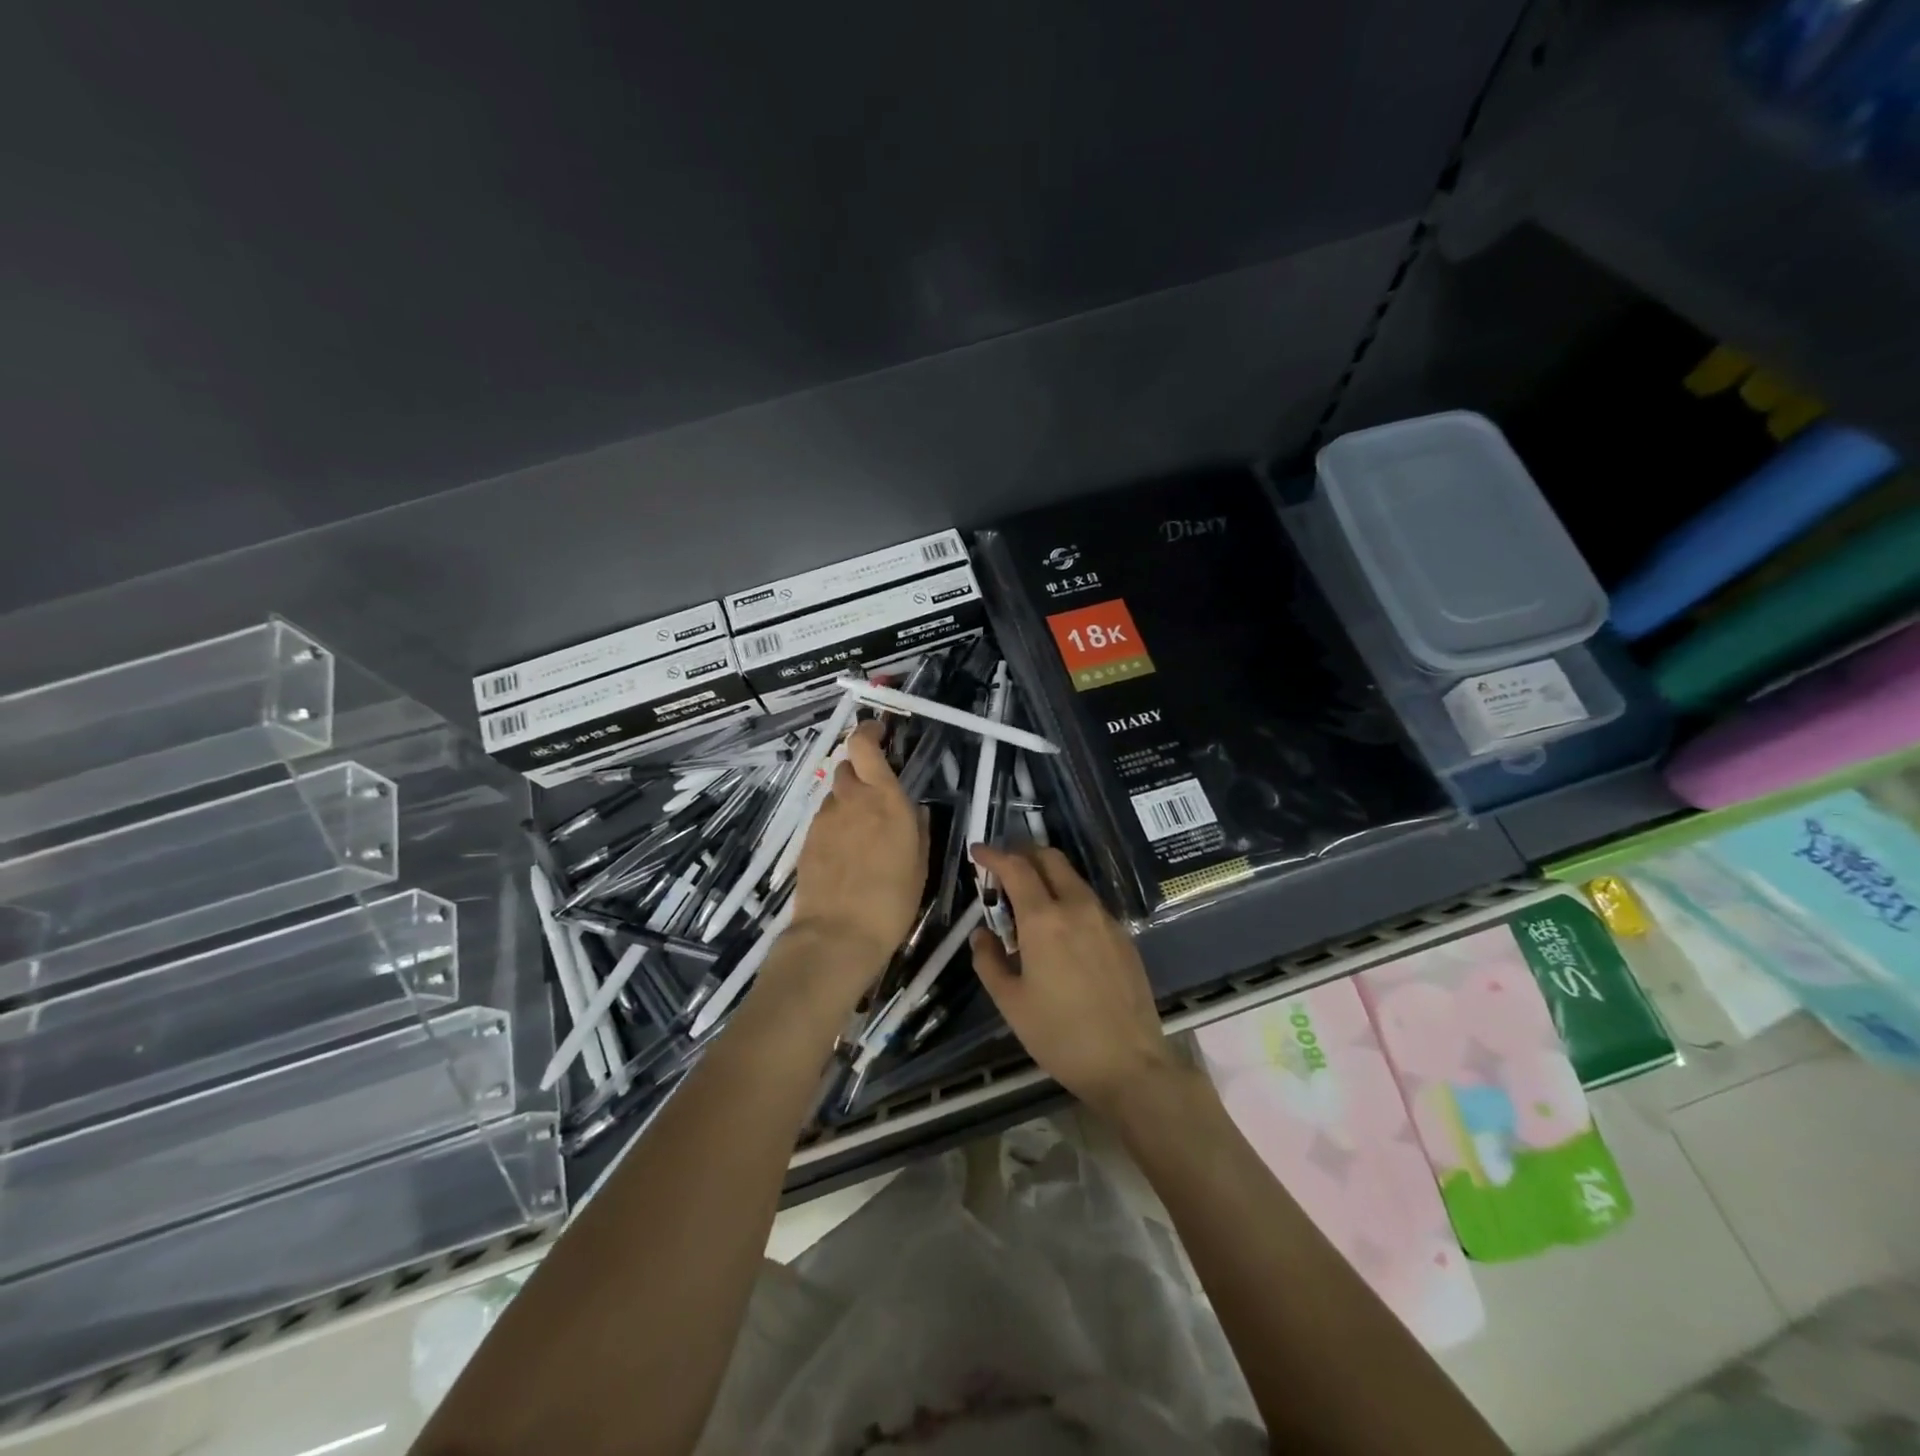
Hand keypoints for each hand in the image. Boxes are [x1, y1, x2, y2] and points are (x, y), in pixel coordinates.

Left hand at [787, 720, 927, 993]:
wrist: (838, 934)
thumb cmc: (893, 899)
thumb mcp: (920, 862)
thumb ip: (916, 827)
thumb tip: (912, 809)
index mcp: (884, 798)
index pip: (864, 745)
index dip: (868, 731)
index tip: (879, 732)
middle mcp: (851, 800)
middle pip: (847, 768)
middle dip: (862, 772)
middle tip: (877, 795)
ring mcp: (824, 820)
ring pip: (835, 796)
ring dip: (848, 802)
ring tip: (863, 833)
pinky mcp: (807, 841)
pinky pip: (824, 820)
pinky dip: (836, 825)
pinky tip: (846, 853)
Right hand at [968, 844, 1180, 1117]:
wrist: (1129, 1063)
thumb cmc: (1060, 1035)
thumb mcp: (1011, 1002)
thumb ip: (989, 960)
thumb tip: (982, 935)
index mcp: (1044, 919)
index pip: (1016, 868)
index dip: (993, 855)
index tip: (977, 853)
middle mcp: (1077, 907)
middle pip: (1050, 858)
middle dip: (1023, 854)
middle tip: (1002, 869)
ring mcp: (1105, 919)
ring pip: (1072, 878)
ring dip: (1046, 875)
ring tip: (1027, 902)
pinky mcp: (1123, 936)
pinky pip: (1089, 902)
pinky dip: (1067, 897)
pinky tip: (1059, 928)